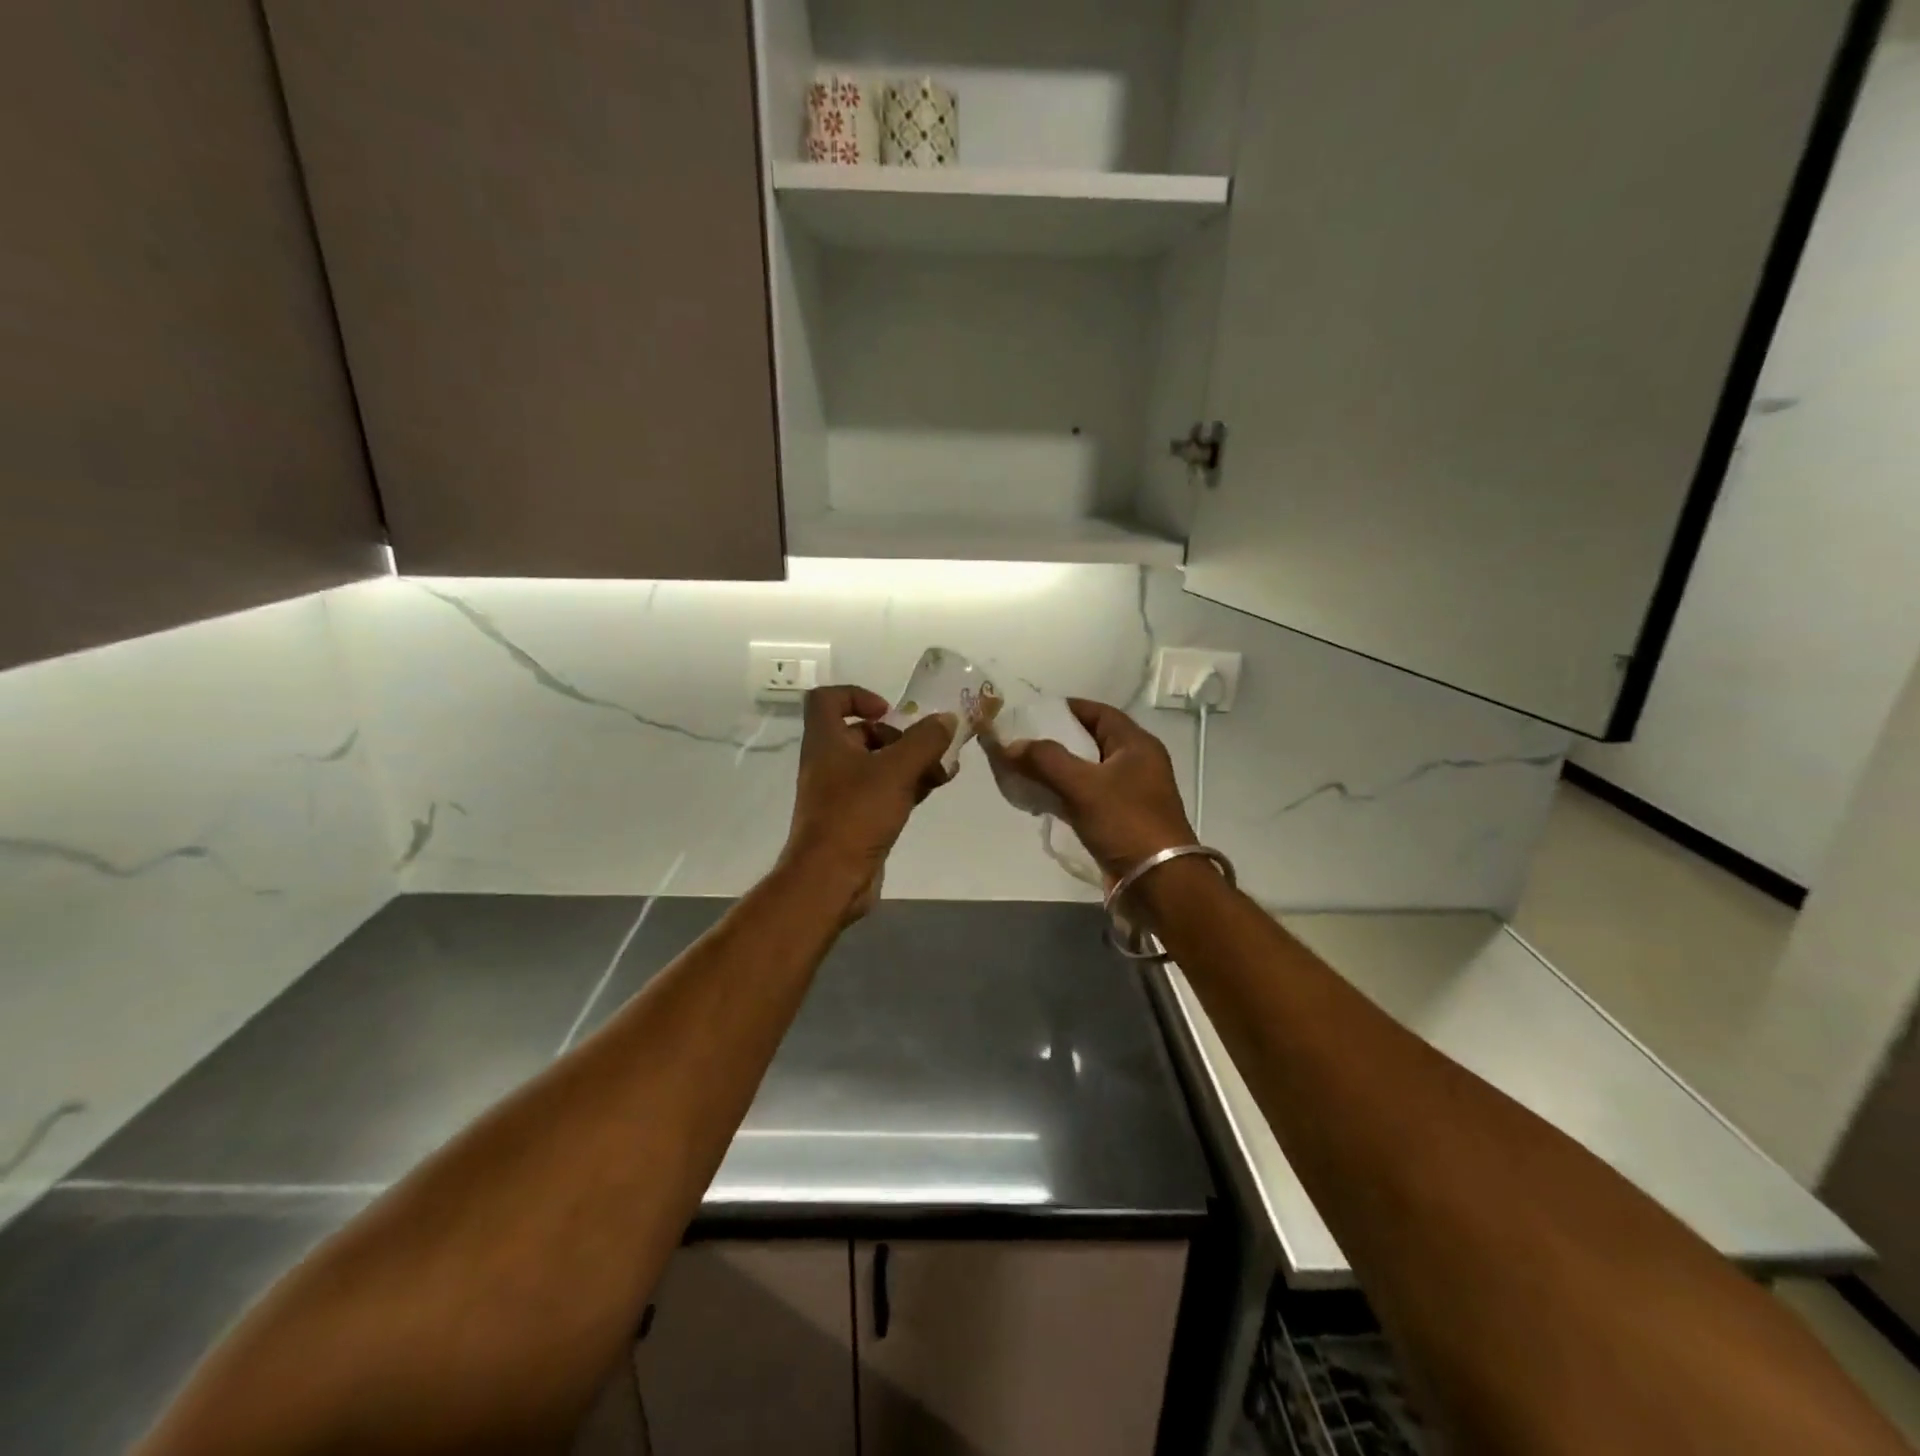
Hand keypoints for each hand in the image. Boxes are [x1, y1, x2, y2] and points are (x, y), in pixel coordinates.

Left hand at [781, 685, 956, 919]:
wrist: (831, 879)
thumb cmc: (856, 814)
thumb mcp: (896, 770)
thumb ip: (925, 741)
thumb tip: (947, 719)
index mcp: (826, 742)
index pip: (827, 699)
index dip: (857, 695)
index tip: (889, 710)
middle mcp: (829, 762)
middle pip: (861, 733)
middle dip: (898, 735)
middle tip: (928, 744)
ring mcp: (841, 793)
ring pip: (877, 764)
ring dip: (910, 761)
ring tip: (944, 767)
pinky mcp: (856, 819)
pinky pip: (883, 791)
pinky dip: (907, 785)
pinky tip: (935, 786)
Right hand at [985, 698, 1195, 879]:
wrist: (1159, 882)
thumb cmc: (1126, 823)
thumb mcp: (1083, 785)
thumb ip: (1045, 760)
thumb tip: (1010, 745)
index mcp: (1136, 745)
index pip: (1098, 713)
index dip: (1066, 708)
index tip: (1032, 712)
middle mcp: (1136, 764)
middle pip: (1090, 741)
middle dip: (1055, 741)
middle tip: (1021, 742)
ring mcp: (1129, 794)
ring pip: (1086, 772)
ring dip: (1056, 770)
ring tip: (1021, 769)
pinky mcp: (1120, 821)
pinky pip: (1086, 798)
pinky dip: (1063, 795)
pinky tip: (1038, 799)